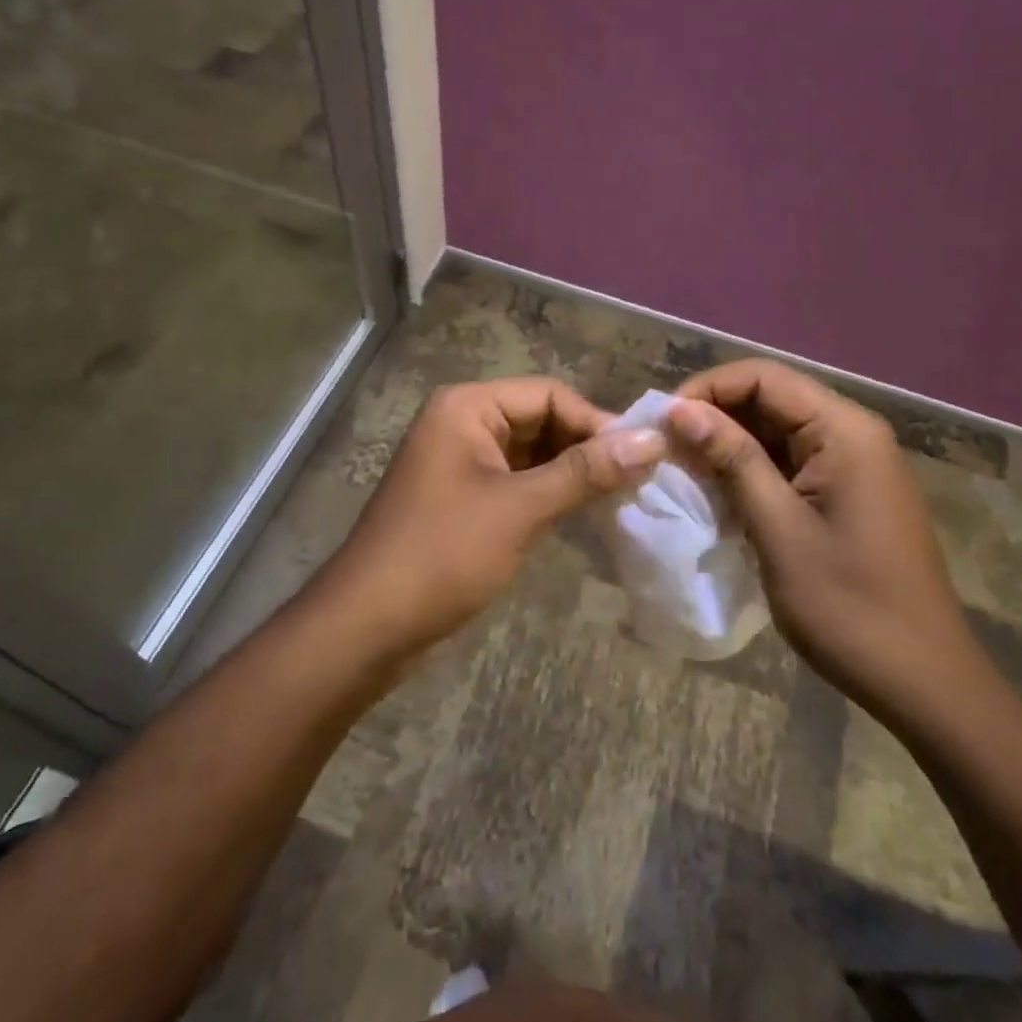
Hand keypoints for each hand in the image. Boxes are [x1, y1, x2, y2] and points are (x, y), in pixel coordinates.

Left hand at [310, 378, 665, 660]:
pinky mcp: (462, 497)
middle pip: (540, 419)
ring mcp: (460, 462)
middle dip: (585, 447)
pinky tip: (581, 514)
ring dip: (571, 472)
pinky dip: (548, 493)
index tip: (643, 457)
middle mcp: (462, 422)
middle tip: (636, 481)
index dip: (597, 422)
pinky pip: (516, 480)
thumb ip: (586, 471)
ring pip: (531, 453)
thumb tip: (653, 440)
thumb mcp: (521, 508)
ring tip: (619, 498)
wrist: (367, 627)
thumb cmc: (443, 554)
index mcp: (468, 407)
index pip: (549, 394)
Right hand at [666, 360, 986, 716]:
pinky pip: (791, 460)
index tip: (663, 424)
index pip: (763, 377)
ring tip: (685, 472)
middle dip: (715, 417)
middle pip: (771, 398)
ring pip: (777, 430)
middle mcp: (852, 433)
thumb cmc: (849, 606)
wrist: (924, 683)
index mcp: (844, 430)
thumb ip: (732, 459)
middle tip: (667, 450)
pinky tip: (721, 495)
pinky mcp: (848, 492)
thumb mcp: (778, 529)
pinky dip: (753, 470)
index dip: (707, 390)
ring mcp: (854, 463)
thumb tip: (680, 409)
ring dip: (730, 445)